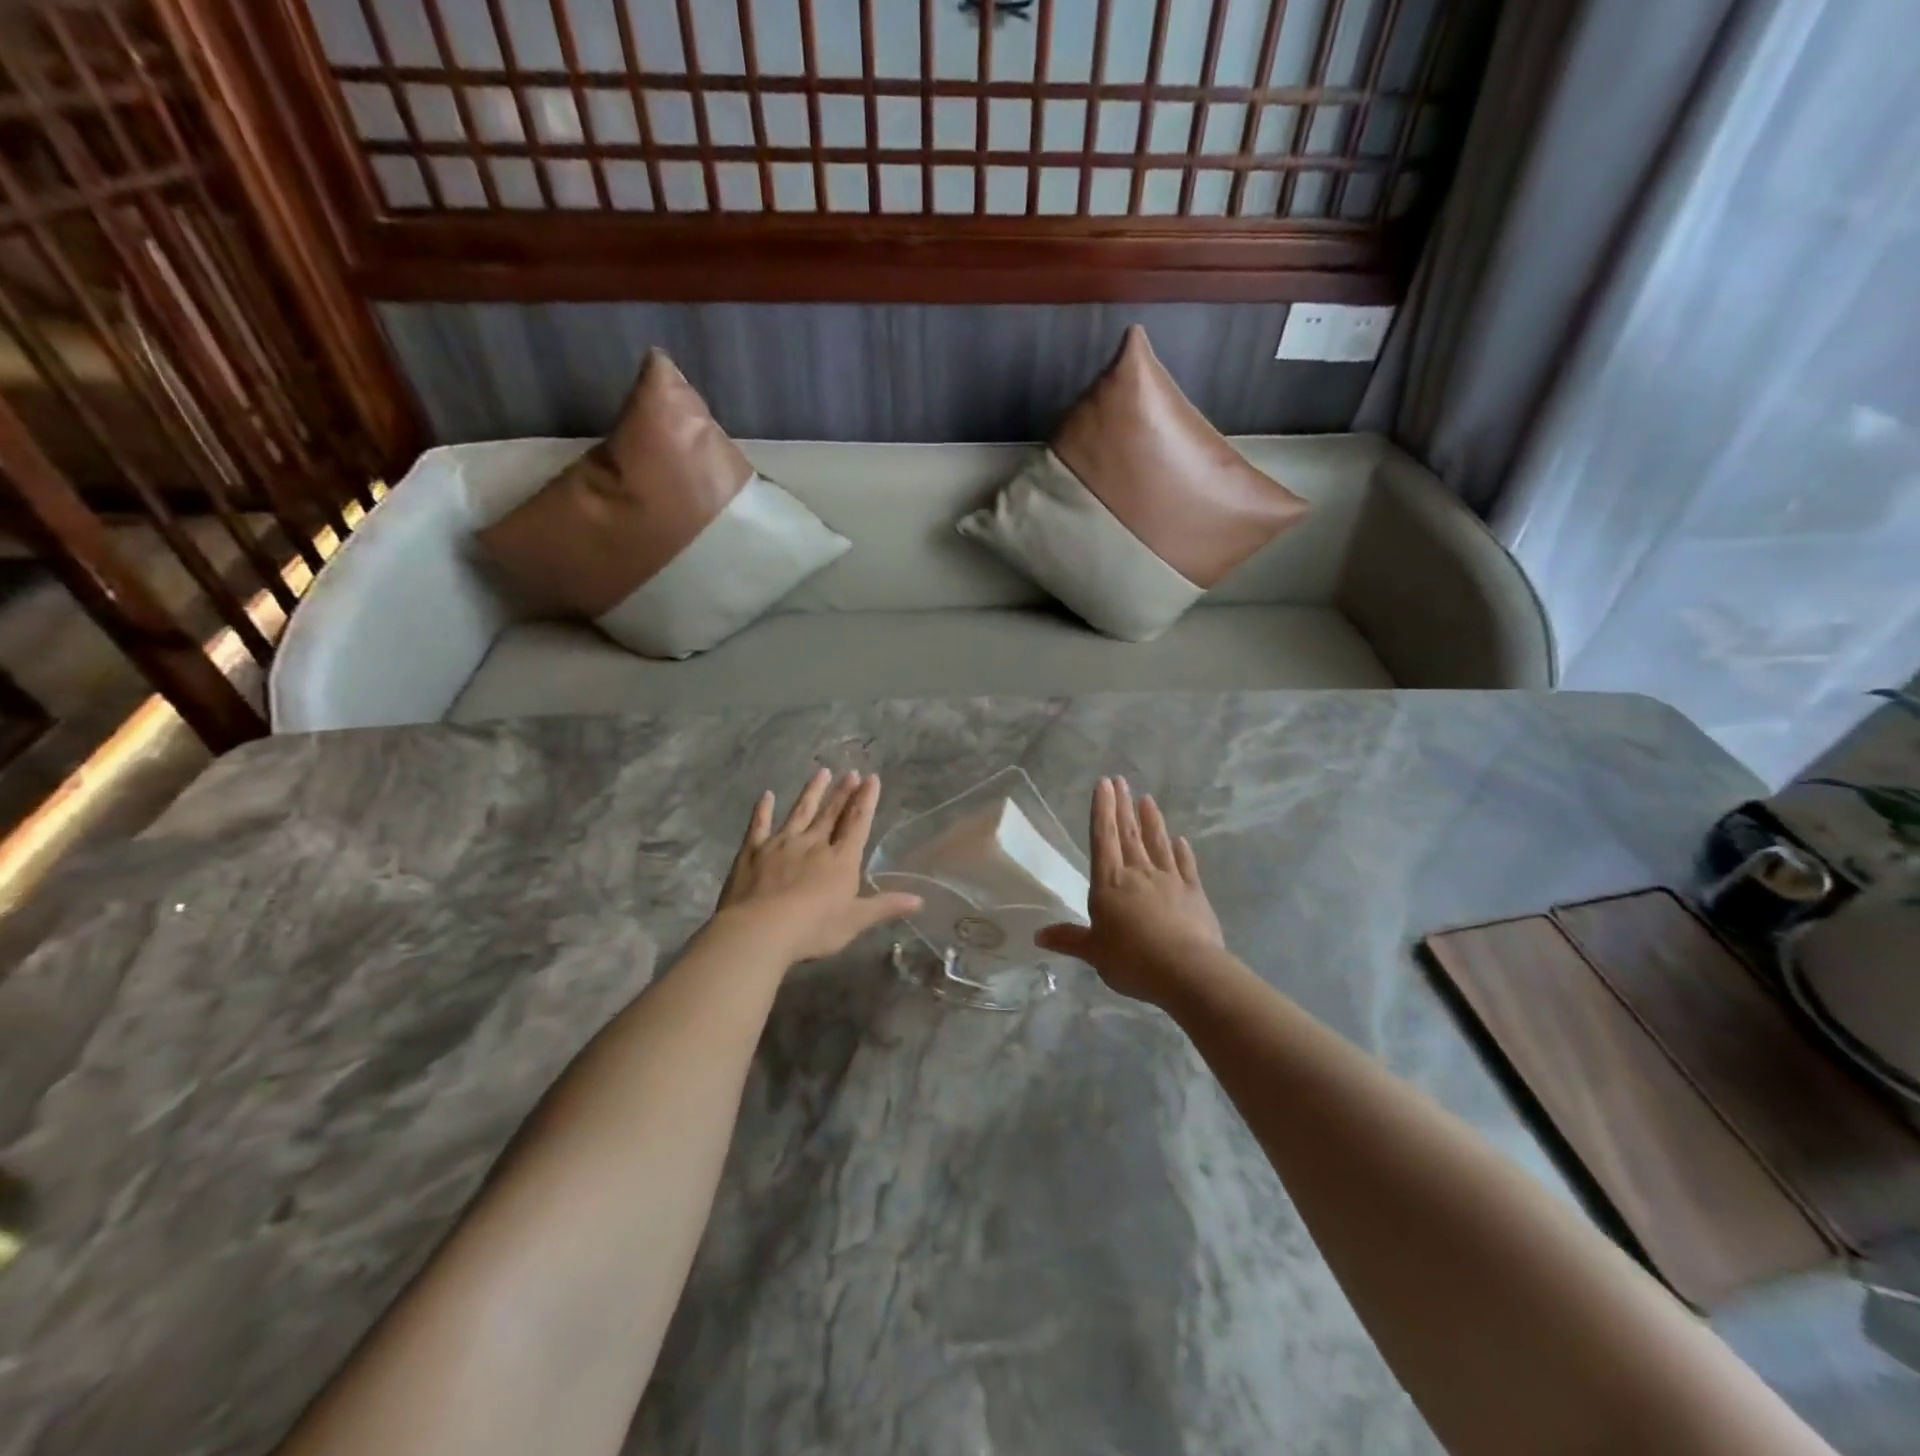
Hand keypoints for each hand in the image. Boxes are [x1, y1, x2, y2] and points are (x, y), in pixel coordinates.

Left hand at [714, 769, 922, 963]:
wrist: (760, 930)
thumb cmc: (813, 929)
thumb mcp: (855, 921)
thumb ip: (885, 906)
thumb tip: (920, 900)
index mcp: (841, 859)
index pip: (857, 823)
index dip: (866, 800)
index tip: (872, 778)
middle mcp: (814, 843)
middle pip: (831, 813)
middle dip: (843, 792)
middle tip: (851, 772)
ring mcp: (781, 844)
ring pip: (800, 812)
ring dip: (812, 792)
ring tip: (821, 772)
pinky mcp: (752, 851)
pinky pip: (759, 825)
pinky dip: (763, 810)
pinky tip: (766, 795)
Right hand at [1036, 777, 1223, 1005]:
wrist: (1186, 971)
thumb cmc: (1132, 960)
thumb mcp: (1094, 953)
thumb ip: (1069, 940)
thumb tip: (1038, 935)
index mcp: (1109, 884)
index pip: (1103, 839)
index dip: (1102, 810)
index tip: (1103, 784)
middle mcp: (1138, 874)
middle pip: (1128, 834)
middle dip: (1123, 806)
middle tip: (1120, 780)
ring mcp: (1169, 880)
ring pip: (1157, 843)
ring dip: (1151, 821)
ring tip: (1147, 799)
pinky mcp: (1194, 893)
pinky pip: (1186, 866)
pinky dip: (1182, 852)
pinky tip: (1181, 840)